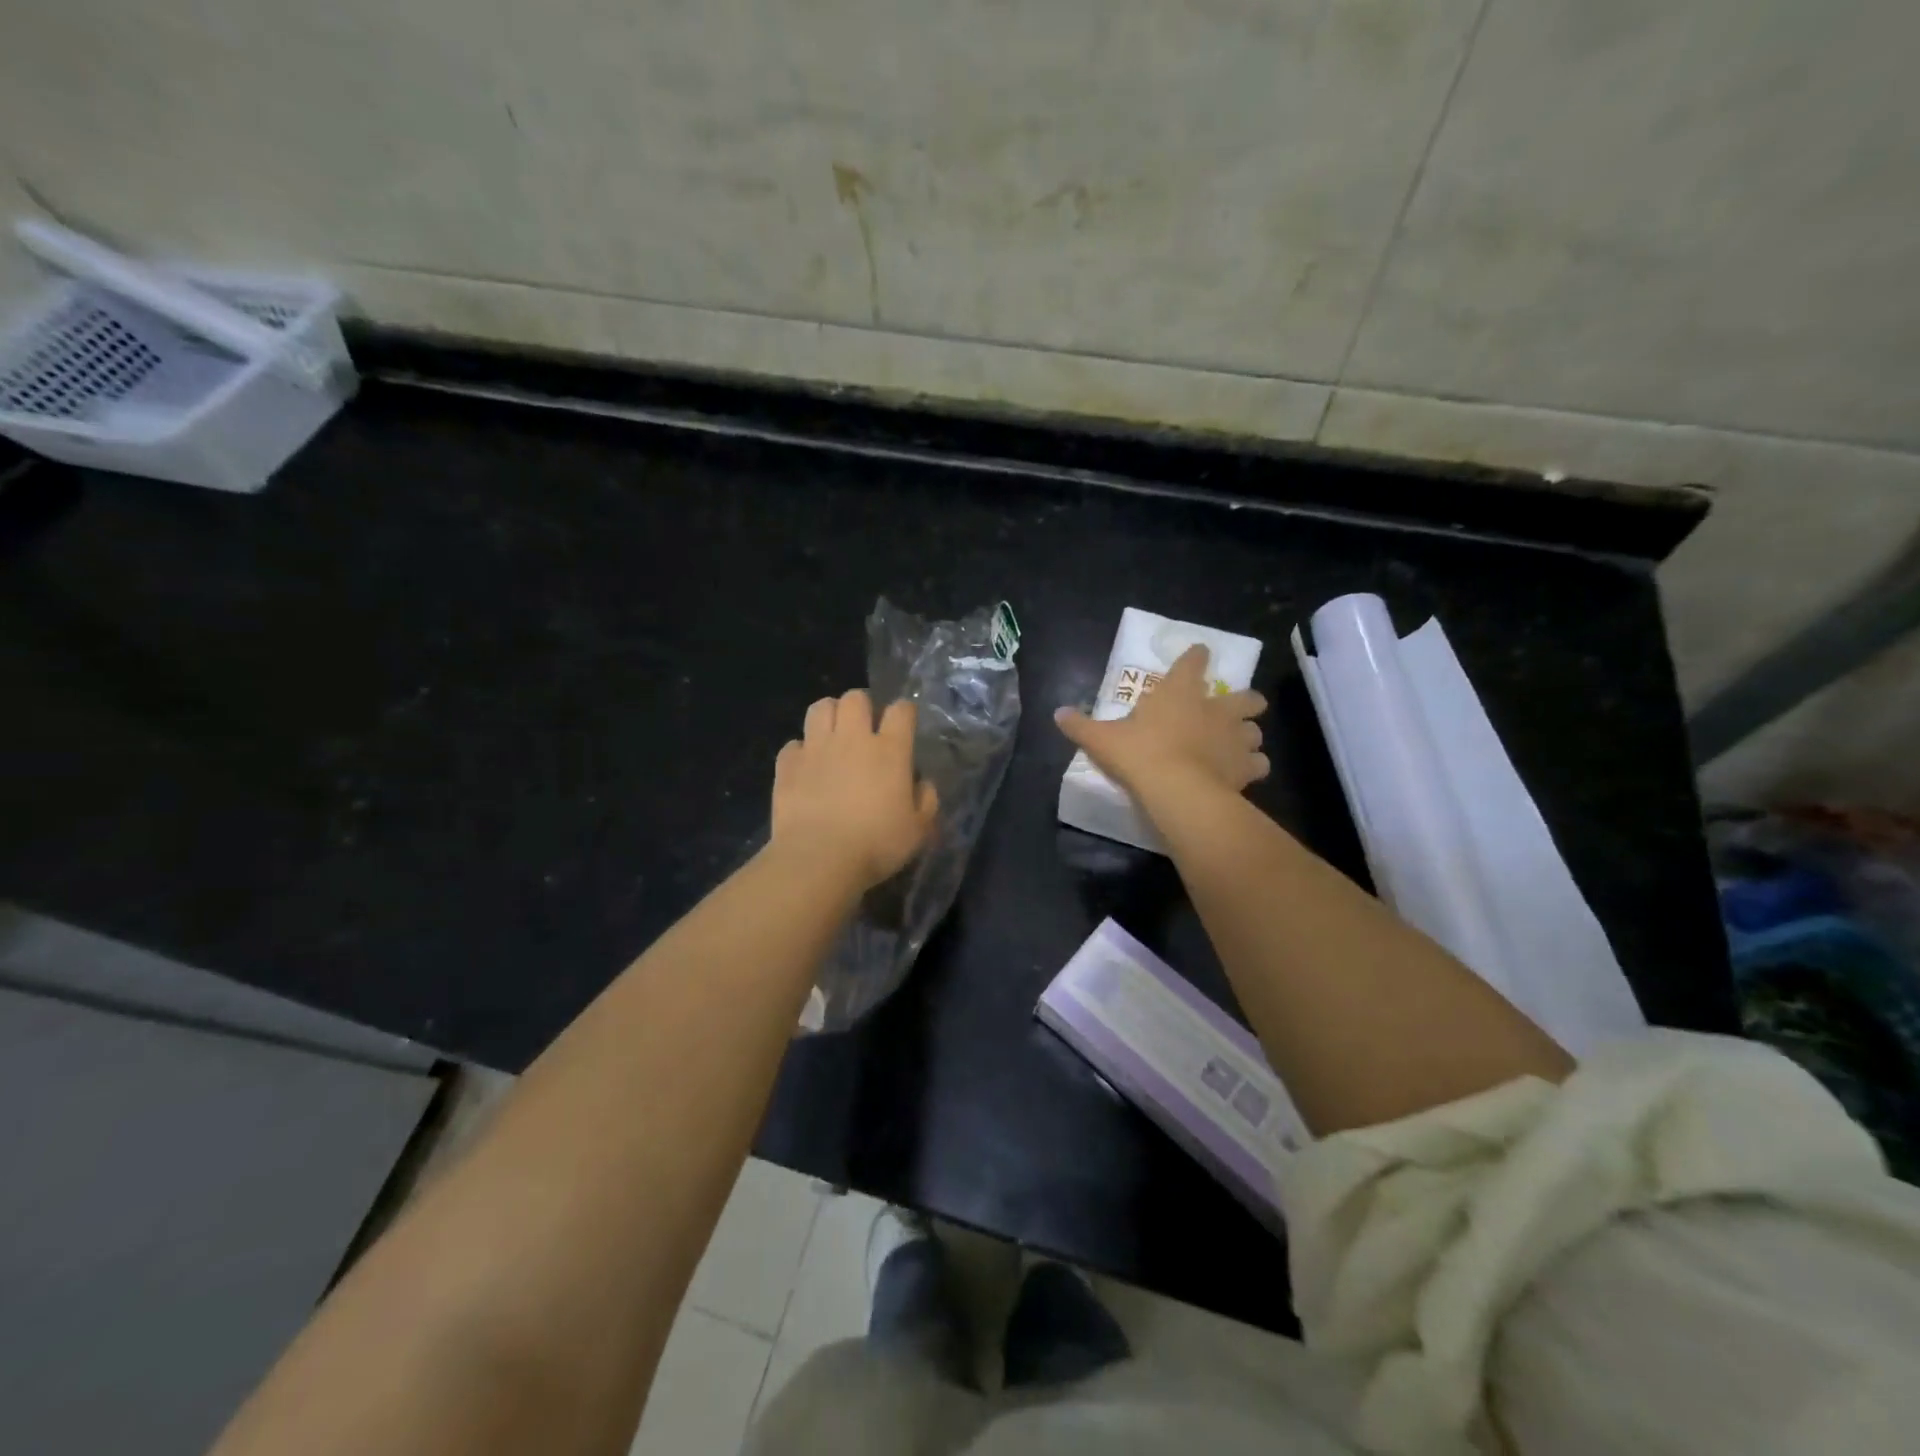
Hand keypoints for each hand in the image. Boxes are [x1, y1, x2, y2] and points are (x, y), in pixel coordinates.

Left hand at [771, 689, 938, 891]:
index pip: (901, 710)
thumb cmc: (876, 846)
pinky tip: (806, 768)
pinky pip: (793, 744)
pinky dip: (800, 751)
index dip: (904, 712)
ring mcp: (816, 748)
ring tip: (833, 736)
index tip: (904, 724)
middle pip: (855, 697)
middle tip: (864, 729)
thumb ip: (926, 801)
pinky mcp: (787, 765)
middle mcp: (852, 739)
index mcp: (889, 750)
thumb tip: (922, 784)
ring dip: (829, 715)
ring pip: (820, 707)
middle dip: (862, 707)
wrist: (819, 859)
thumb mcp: (918, 830)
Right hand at [1054, 644, 1267, 797]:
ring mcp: (1236, 737)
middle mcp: (1215, 709)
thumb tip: (1057, 713)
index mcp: (1180, 692)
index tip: (1199, 654)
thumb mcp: (1101, 739)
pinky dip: (1253, 766)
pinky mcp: (1246, 766)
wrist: (1177, 789)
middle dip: (1245, 700)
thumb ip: (1080, 725)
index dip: (1197, 656)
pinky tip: (1242, 773)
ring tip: (1239, 745)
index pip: (1193, 662)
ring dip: (1249, 735)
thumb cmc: (1139, 754)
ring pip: (1256, 730)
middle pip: (1246, 697)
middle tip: (1234, 710)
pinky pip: (1259, 763)